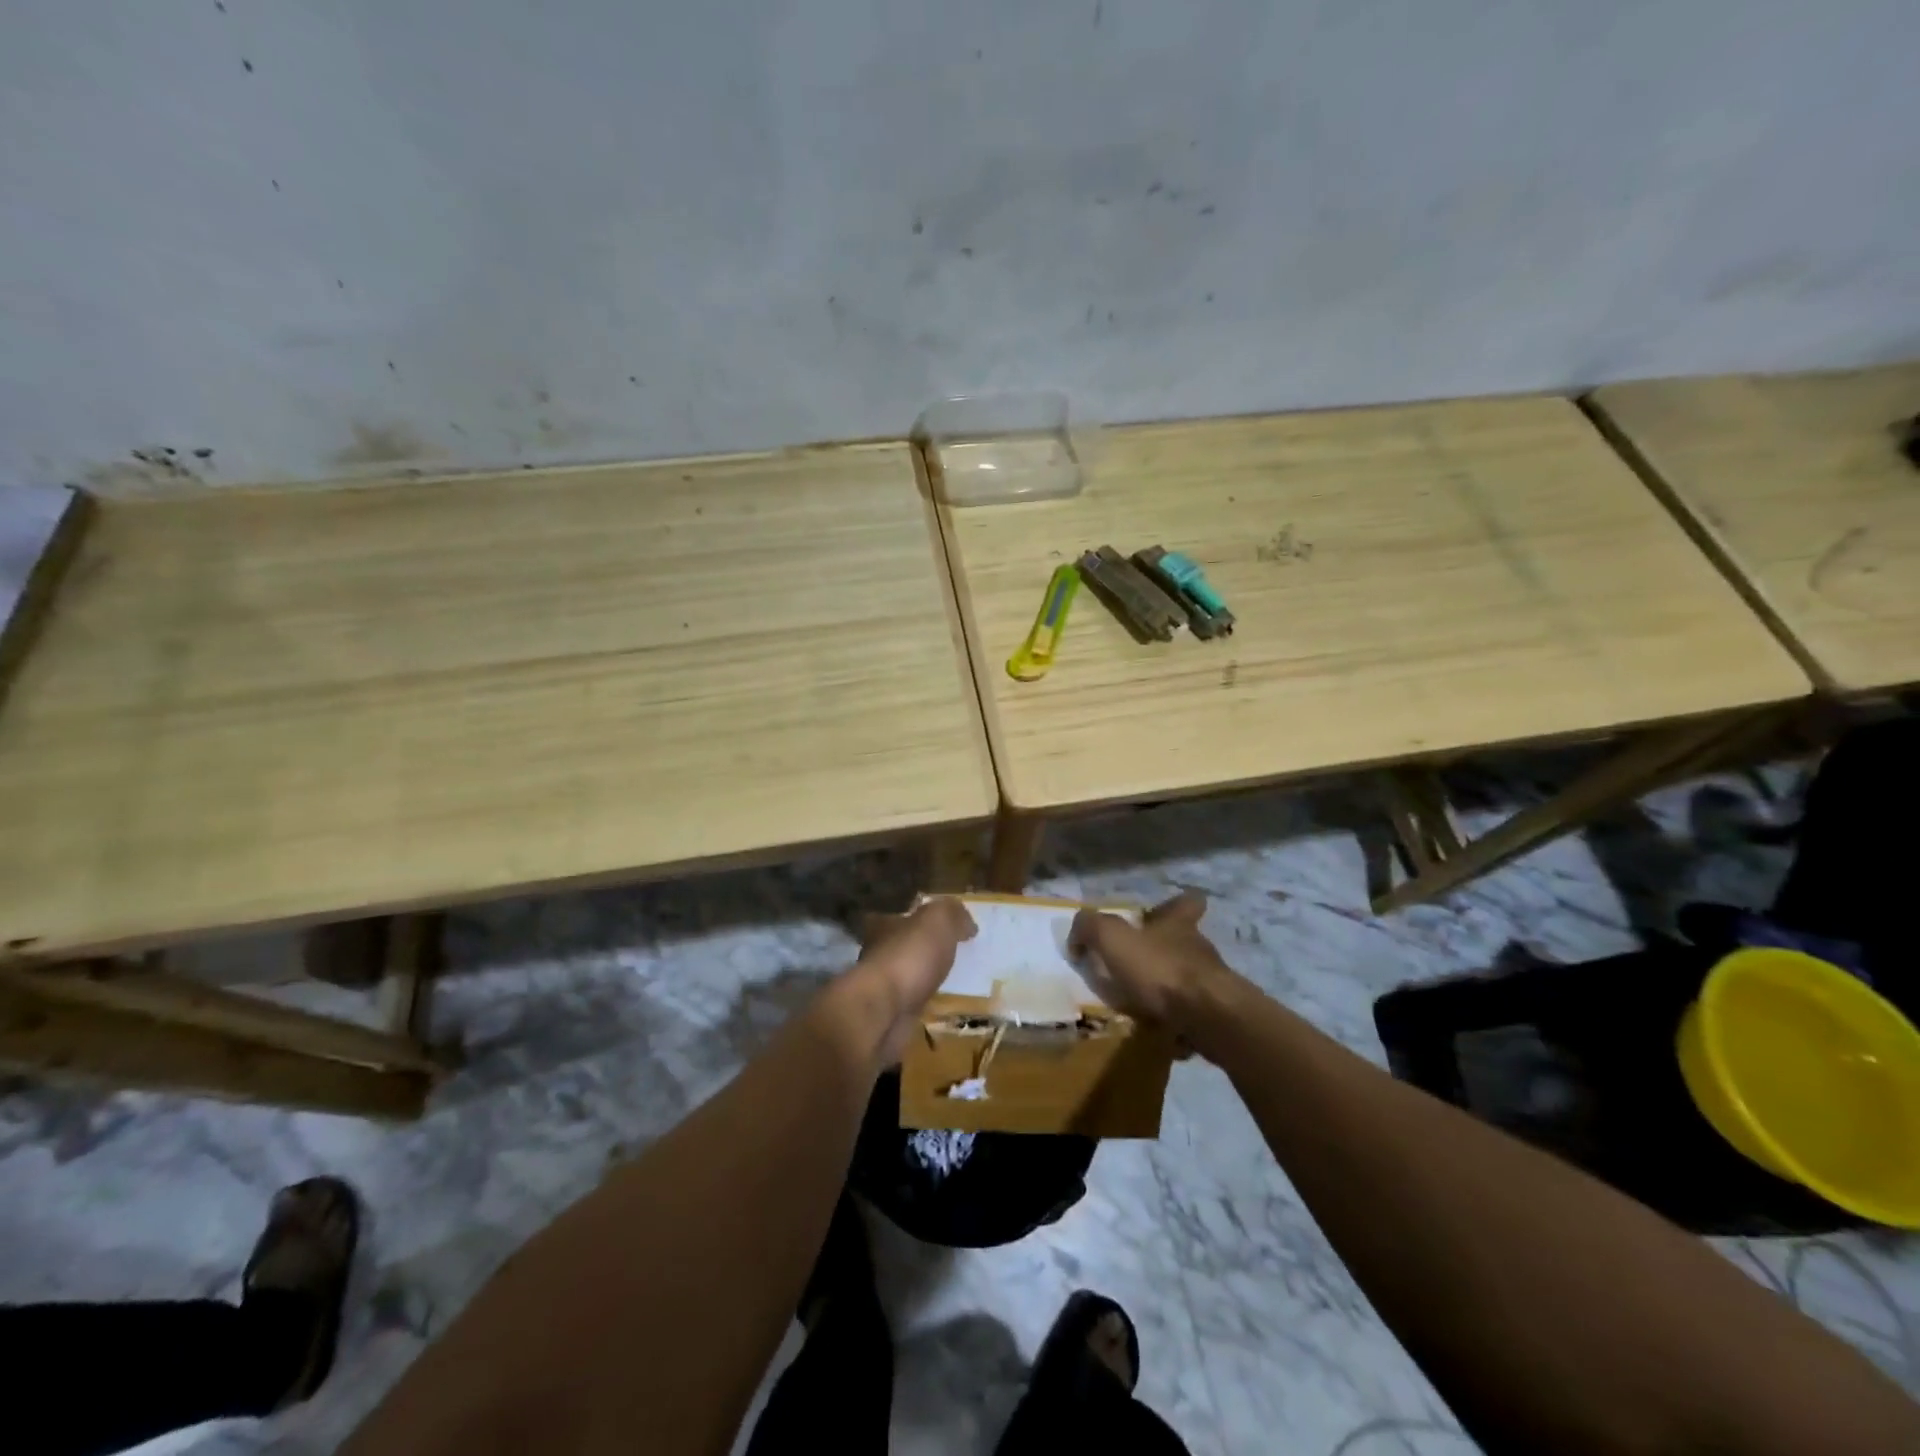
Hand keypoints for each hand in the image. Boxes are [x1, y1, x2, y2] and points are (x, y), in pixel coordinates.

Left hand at [847, 897, 976, 1063]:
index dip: (919, 918)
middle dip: (924, 950)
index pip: (899, 916)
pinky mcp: (889, 1015)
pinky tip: (945, 1006)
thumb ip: (952, 914)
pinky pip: (913, 1004)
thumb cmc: (909, 957)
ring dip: (926, 978)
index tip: (943, 926)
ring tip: (955, 981)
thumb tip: (967, 923)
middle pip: (903, 946)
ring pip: (908, 977)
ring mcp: (881, 987)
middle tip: (954, 954)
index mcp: (883, 925)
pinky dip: (926, 1004)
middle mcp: (877, 953)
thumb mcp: (938, 920)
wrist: (885, 1013)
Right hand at [1068, 891, 1239, 1033]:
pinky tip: (1158, 1035)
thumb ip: (1091, 928)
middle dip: (1161, 953)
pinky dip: (1176, 1023)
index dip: (1175, 905)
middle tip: (1134, 968)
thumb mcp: (1113, 939)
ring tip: (1140, 1007)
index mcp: (1178, 925)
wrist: (1210, 1018)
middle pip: (1183, 943)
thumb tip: (1077, 935)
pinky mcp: (1217, 1016)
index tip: (1159, 913)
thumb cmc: (1161, 970)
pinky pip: (1191, 1016)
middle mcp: (1198, 949)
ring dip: (1166, 990)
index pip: (1186, 902)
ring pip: (1186, 980)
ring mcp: (1212, 984)